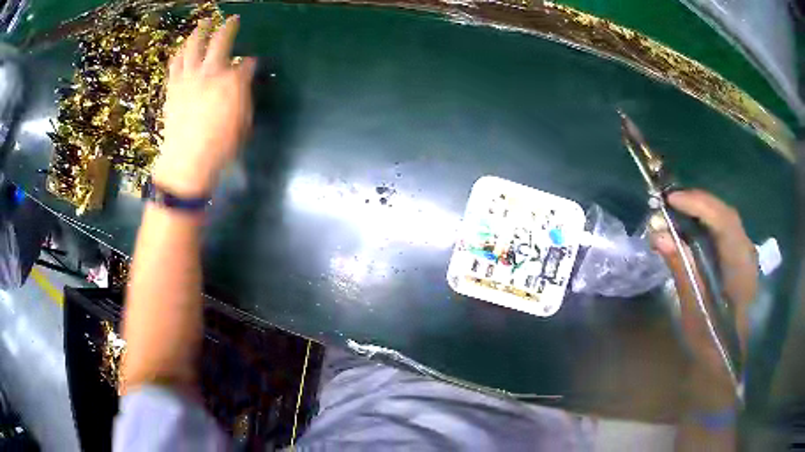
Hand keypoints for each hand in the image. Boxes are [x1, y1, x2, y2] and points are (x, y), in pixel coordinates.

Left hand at [153, 16, 255, 196]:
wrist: (186, 162)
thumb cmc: (220, 147)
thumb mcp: (243, 123)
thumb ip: (244, 95)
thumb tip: (244, 76)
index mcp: (232, 82)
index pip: (245, 64)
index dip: (249, 63)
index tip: (250, 63)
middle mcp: (210, 72)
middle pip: (220, 41)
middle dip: (228, 28)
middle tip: (232, 20)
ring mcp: (189, 77)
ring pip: (193, 45)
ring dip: (200, 31)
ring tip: (203, 23)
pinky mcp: (173, 87)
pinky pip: (176, 63)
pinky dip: (180, 52)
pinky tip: (182, 47)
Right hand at [651, 190, 757, 403]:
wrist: (729, 361)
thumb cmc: (712, 342)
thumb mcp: (694, 310)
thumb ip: (682, 269)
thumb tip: (659, 235)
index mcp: (741, 269)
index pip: (725, 222)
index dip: (699, 205)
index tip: (671, 200)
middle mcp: (747, 253)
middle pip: (725, 214)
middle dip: (698, 203)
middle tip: (669, 203)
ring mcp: (745, 254)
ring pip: (725, 219)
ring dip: (701, 211)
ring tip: (676, 212)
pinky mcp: (740, 258)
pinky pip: (724, 230)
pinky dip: (706, 223)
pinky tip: (691, 228)